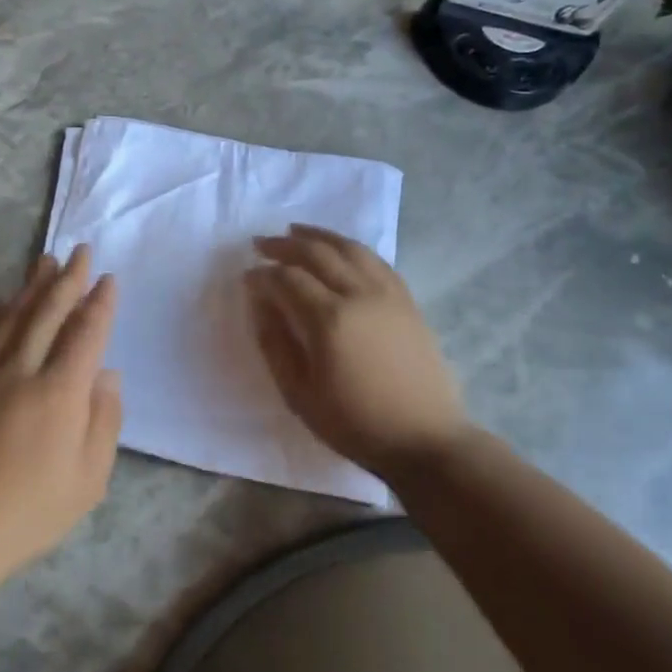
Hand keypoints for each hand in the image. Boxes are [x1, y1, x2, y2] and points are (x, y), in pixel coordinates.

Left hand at [0, 246, 122, 589]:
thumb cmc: (29, 512)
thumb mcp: (88, 480)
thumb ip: (104, 421)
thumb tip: (107, 374)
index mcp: (59, 394)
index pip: (85, 333)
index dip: (99, 303)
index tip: (108, 279)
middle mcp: (22, 370)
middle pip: (48, 311)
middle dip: (68, 279)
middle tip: (81, 251)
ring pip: (13, 314)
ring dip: (33, 285)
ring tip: (46, 260)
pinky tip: (5, 301)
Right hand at [246, 225, 466, 474]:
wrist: (424, 440)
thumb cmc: (354, 423)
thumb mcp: (299, 393)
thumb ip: (275, 343)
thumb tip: (260, 304)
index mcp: (329, 320)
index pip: (287, 279)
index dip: (262, 274)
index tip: (246, 278)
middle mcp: (359, 295)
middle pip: (317, 254)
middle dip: (284, 245)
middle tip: (260, 244)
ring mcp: (388, 295)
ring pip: (349, 249)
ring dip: (318, 236)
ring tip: (295, 231)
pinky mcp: (408, 302)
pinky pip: (377, 261)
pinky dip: (352, 248)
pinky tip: (340, 250)